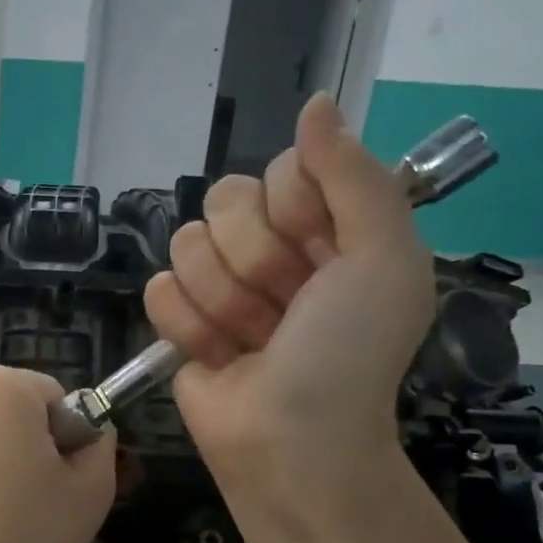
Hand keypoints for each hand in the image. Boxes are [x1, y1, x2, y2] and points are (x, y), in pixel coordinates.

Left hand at [0, 366, 116, 542]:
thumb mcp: (90, 497)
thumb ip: (100, 448)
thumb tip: (90, 432)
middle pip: (6, 408)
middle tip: (25, 503)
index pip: (52, 397)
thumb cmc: (19, 540)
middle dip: (20, 444)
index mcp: (4, 387)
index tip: (57, 485)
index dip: (65, 439)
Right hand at [143, 92, 434, 500]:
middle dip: (257, 262)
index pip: (282, 170)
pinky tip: (218, 356)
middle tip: (287, 308)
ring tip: (253, 341)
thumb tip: (315, 102)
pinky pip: (158, 289)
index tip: (319, 256)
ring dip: (224, 301)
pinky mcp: (179, 319)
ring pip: (187, 245)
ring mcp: (220, 285)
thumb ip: (354, 176)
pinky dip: (189, 327)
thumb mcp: (383, 259)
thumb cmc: (347, 353)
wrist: (291, 441)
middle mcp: (271, 249)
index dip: (293, 209)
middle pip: (225, 200)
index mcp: (326, 228)